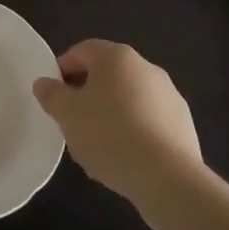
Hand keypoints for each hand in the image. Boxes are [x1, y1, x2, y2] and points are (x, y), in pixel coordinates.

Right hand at [33, 40, 202, 204]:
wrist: (168, 178)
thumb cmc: (109, 135)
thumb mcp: (67, 114)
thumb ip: (51, 94)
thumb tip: (44, 83)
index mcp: (116, 56)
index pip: (81, 51)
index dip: (62, 70)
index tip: (54, 97)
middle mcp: (146, 67)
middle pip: (107, 74)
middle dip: (87, 94)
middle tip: (73, 122)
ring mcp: (170, 96)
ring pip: (129, 98)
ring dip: (111, 113)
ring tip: (98, 146)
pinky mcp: (184, 124)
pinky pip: (149, 121)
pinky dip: (134, 131)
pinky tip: (125, 157)